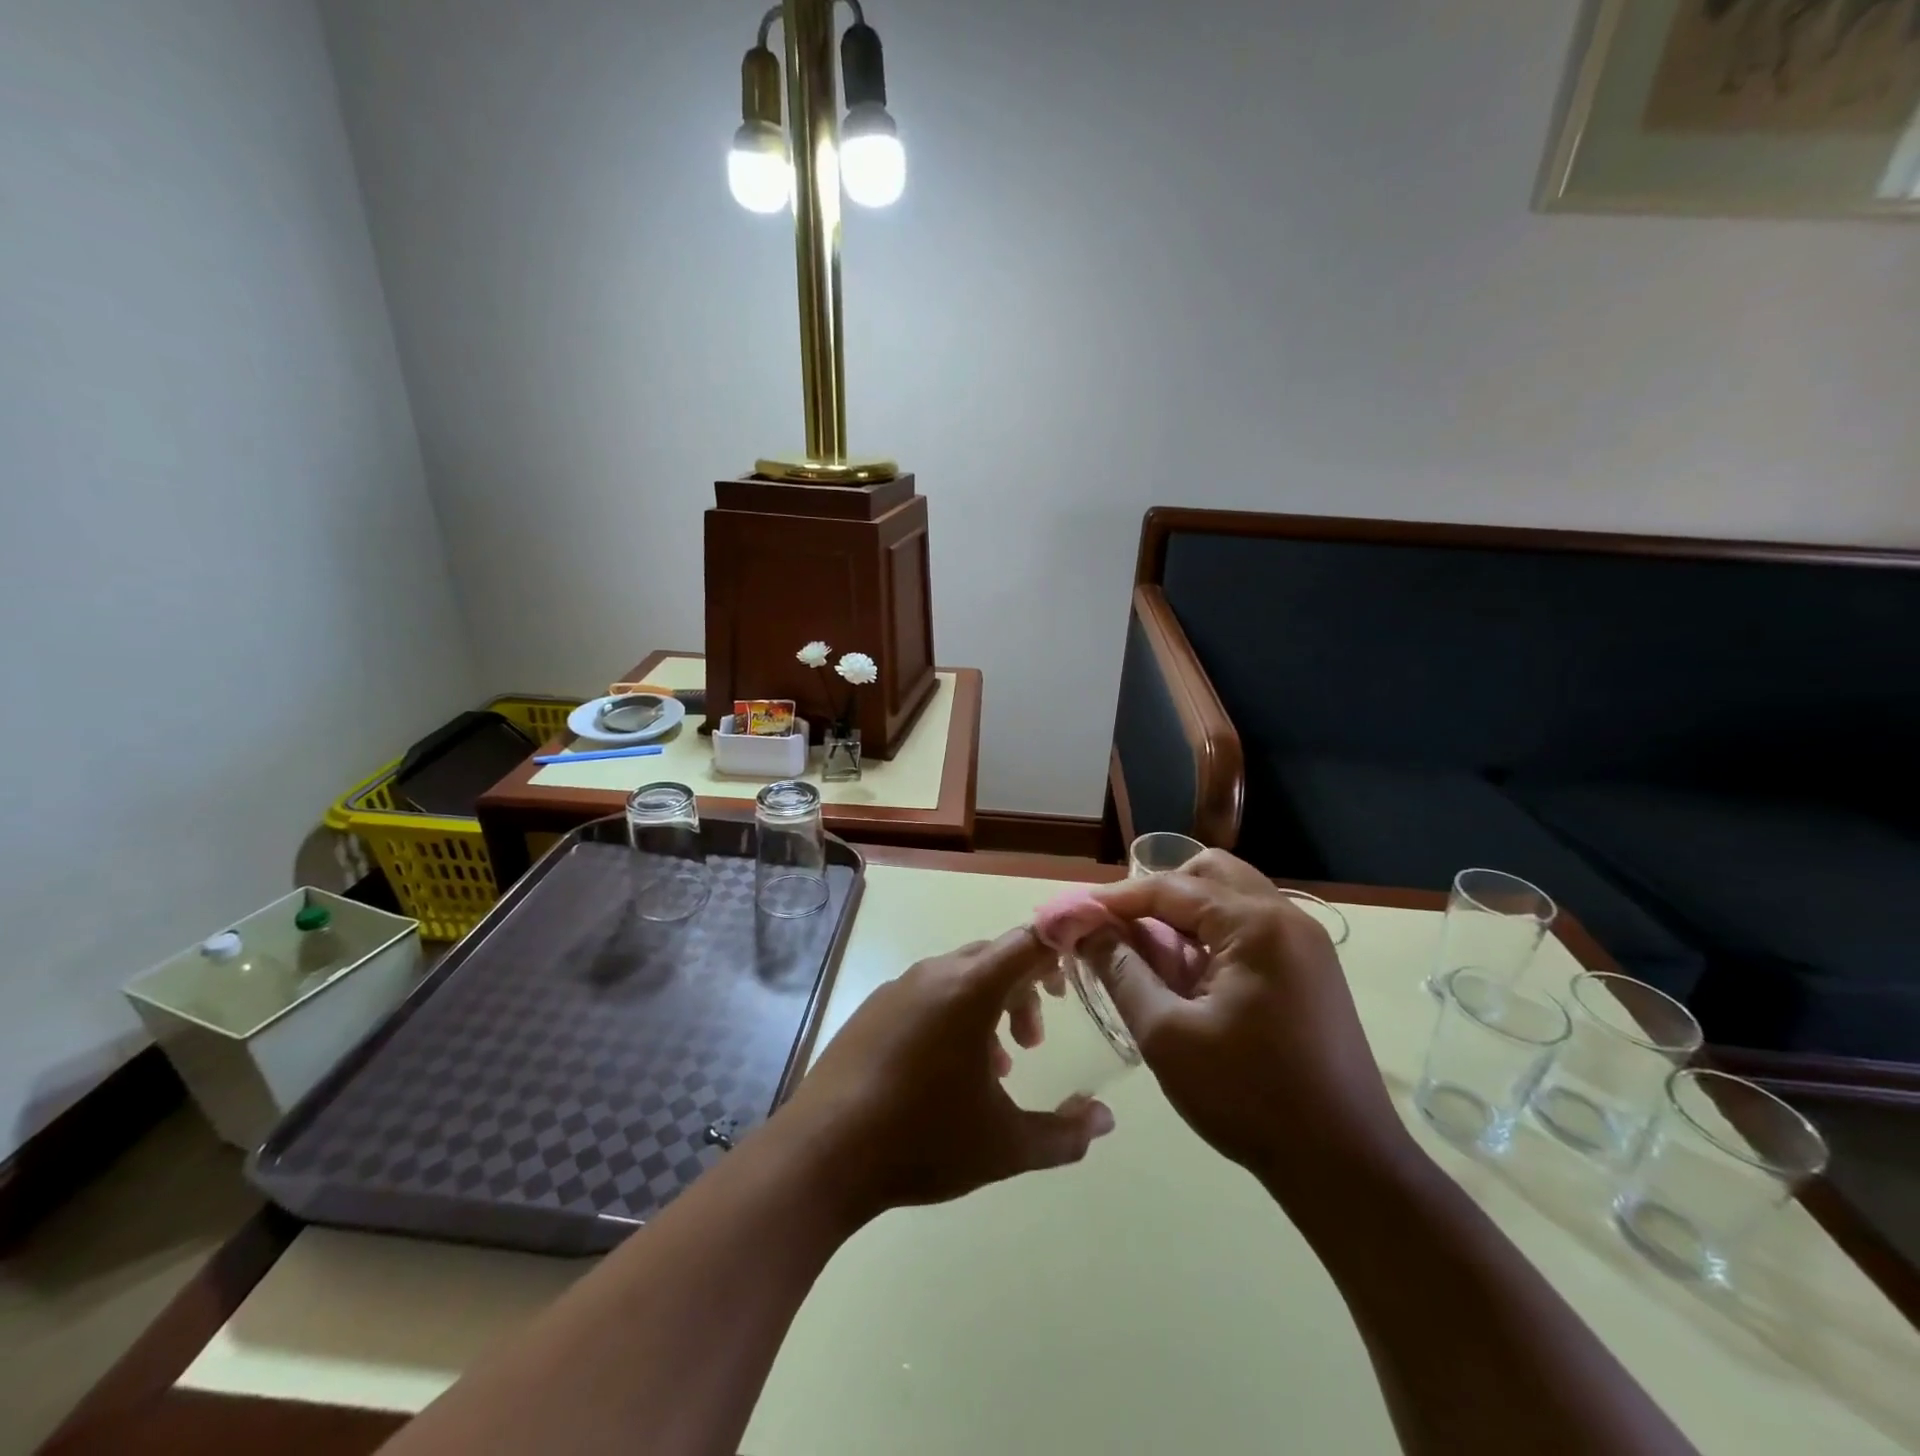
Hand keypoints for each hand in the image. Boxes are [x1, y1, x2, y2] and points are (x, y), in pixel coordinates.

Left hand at [778, 928, 1114, 1221]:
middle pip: (994, 956)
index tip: (1080, 975)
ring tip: (998, 1064)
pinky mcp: (872, 1009)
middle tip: (1037, 1038)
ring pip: (960, 976)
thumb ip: (1065, 1134)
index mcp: (970, 988)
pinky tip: (949, 1071)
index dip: (1060, 948)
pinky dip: (953, 1015)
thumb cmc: (922, 1140)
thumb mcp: (1005, 1146)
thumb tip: (1105, 1119)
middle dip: (1025, 988)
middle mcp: (934, 974)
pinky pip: (927, 994)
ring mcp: (897, 988)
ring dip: (989, 1006)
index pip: (1028, 941)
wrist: (821, 1155)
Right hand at [1084, 851, 1405, 1198]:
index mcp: (1255, 924)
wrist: (1345, 1167)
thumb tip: (1086, 930)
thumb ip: (1121, 971)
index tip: (1074, 913)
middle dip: (1157, 894)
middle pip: (1208, 874)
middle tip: (1119, 928)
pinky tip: (1188, 976)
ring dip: (1185, 915)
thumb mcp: (1167, 1034)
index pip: (1170, 887)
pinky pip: (1250, 928)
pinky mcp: (1310, 970)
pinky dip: (1212, 936)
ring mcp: (1305, 944)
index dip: (1115, 899)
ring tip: (1148, 953)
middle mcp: (1286, 918)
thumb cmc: (1248, 1097)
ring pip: (1231, 898)